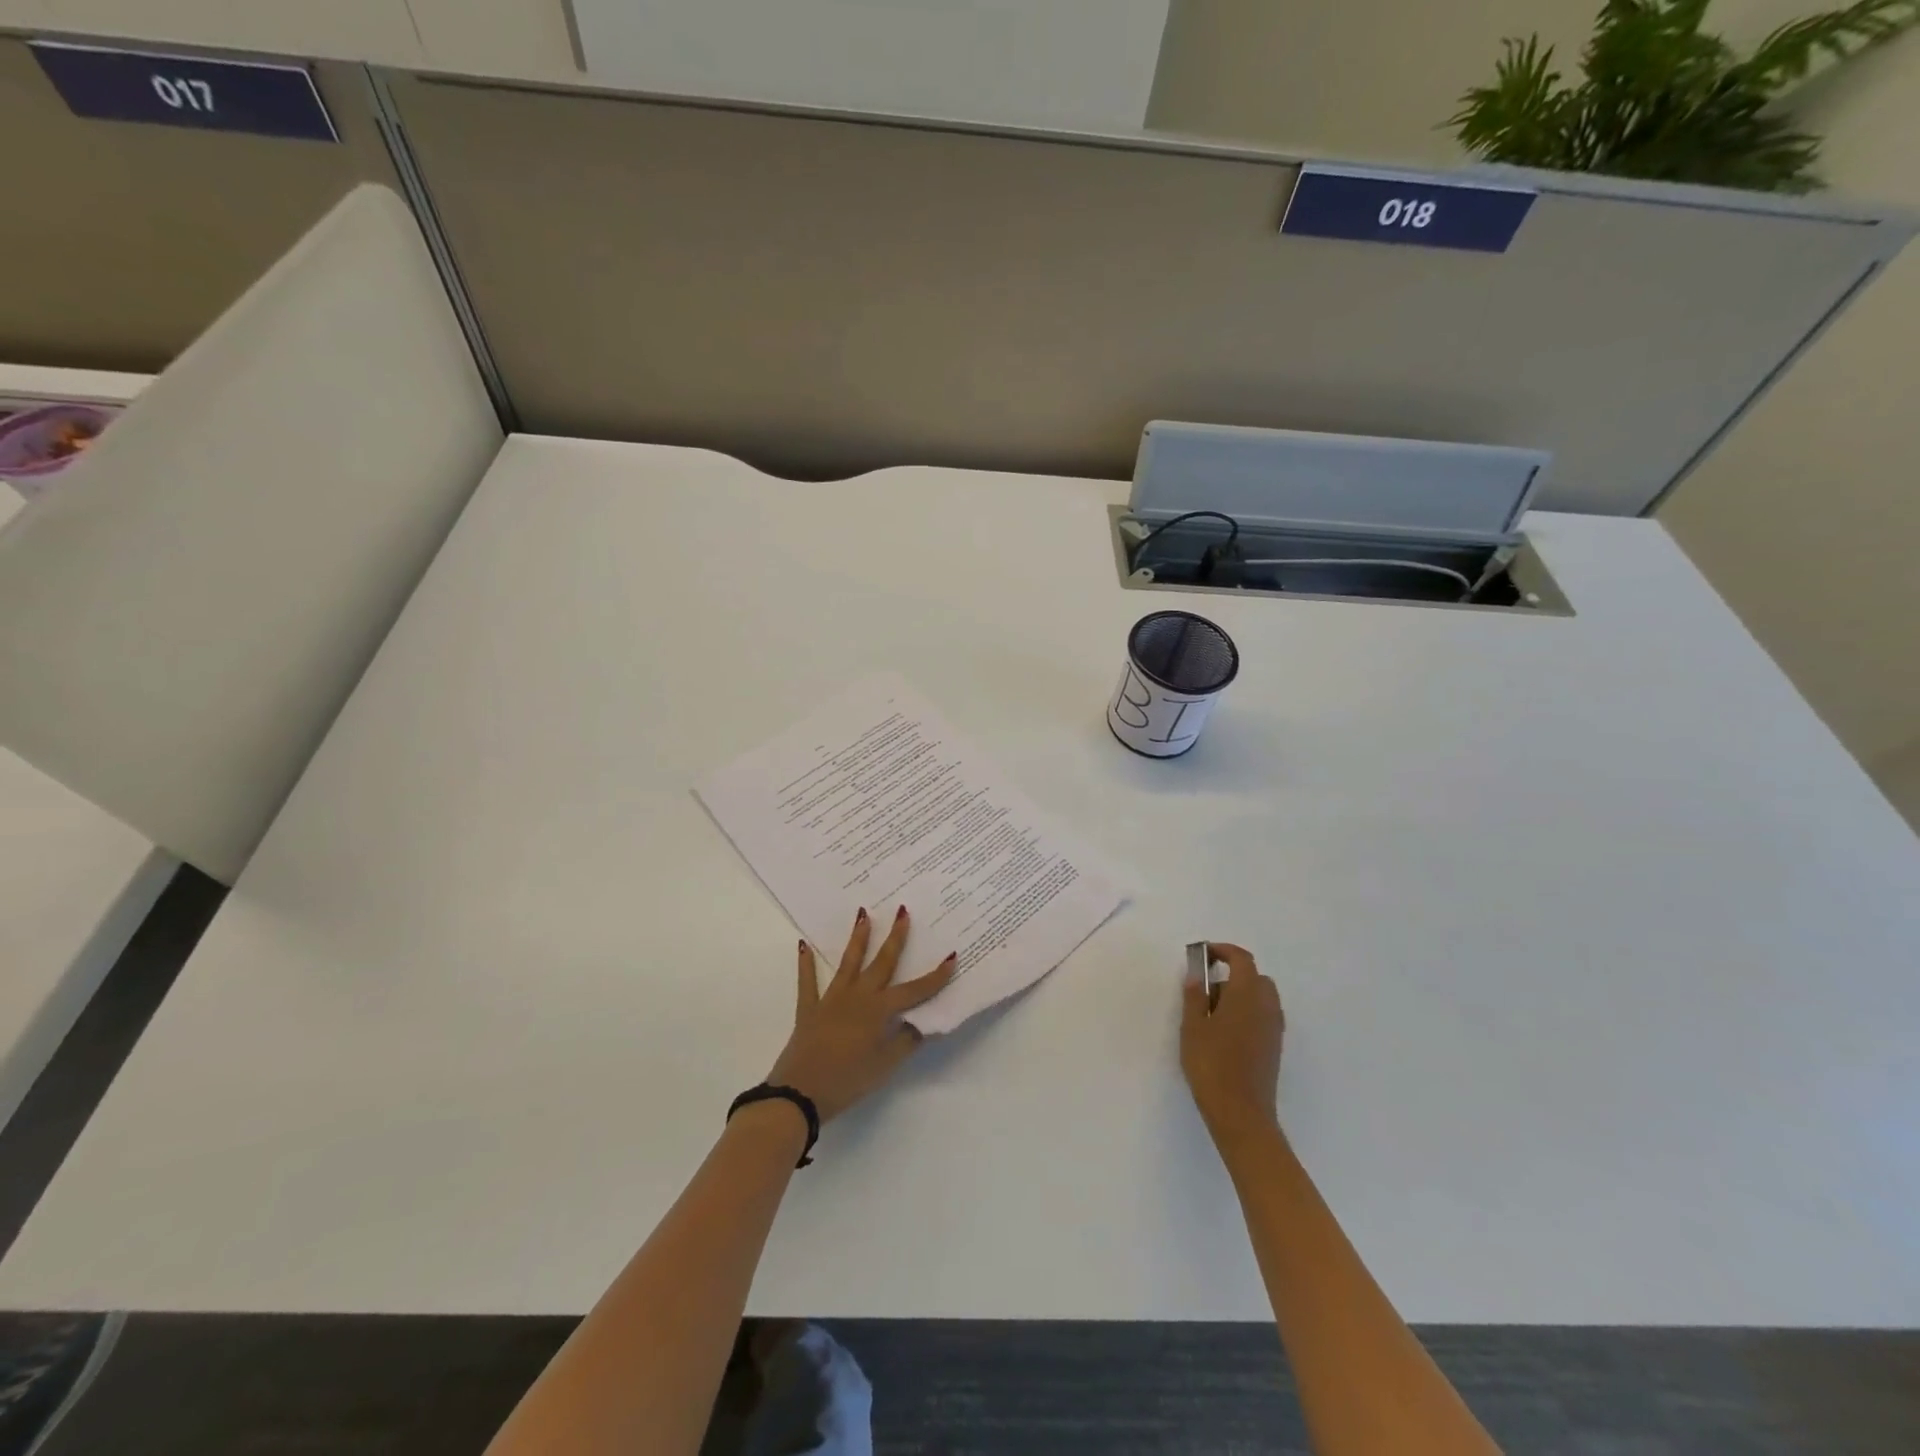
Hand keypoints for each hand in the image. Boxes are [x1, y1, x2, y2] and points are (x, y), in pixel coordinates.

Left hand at [766, 908, 956, 1122]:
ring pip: (848, 963)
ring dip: (857, 939)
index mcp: (879, 1011)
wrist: (799, 1093)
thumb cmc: (847, 1081)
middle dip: (895, 937)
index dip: (935, 976)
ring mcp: (831, 1000)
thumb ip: (905, 1042)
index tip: (952, 956)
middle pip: (881, 963)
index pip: (914, 991)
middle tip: (902, 911)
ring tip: (863, 914)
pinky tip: (803, 945)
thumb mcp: (884, 1066)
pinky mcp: (809, 1009)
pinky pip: (808, 982)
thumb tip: (922, 1023)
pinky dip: (806, 964)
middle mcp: (857, 997)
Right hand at [1181, 943, 1284, 1145]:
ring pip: (1262, 997)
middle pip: (1255, 977)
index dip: (1223, 951)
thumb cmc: (1211, 1064)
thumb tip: (1197, 974)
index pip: (1242, 959)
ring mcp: (1274, 1028)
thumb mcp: (1193, 1027)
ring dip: (1241, 994)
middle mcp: (1267, 1006)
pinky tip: (1227, 1032)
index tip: (1203, 955)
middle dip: (1233, 974)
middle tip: (1206, 989)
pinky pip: (1264, 1015)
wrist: (1241, 1113)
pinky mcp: (1275, 1046)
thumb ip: (1195, 996)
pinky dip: (1248, 1012)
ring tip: (1214, 1014)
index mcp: (1247, 995)